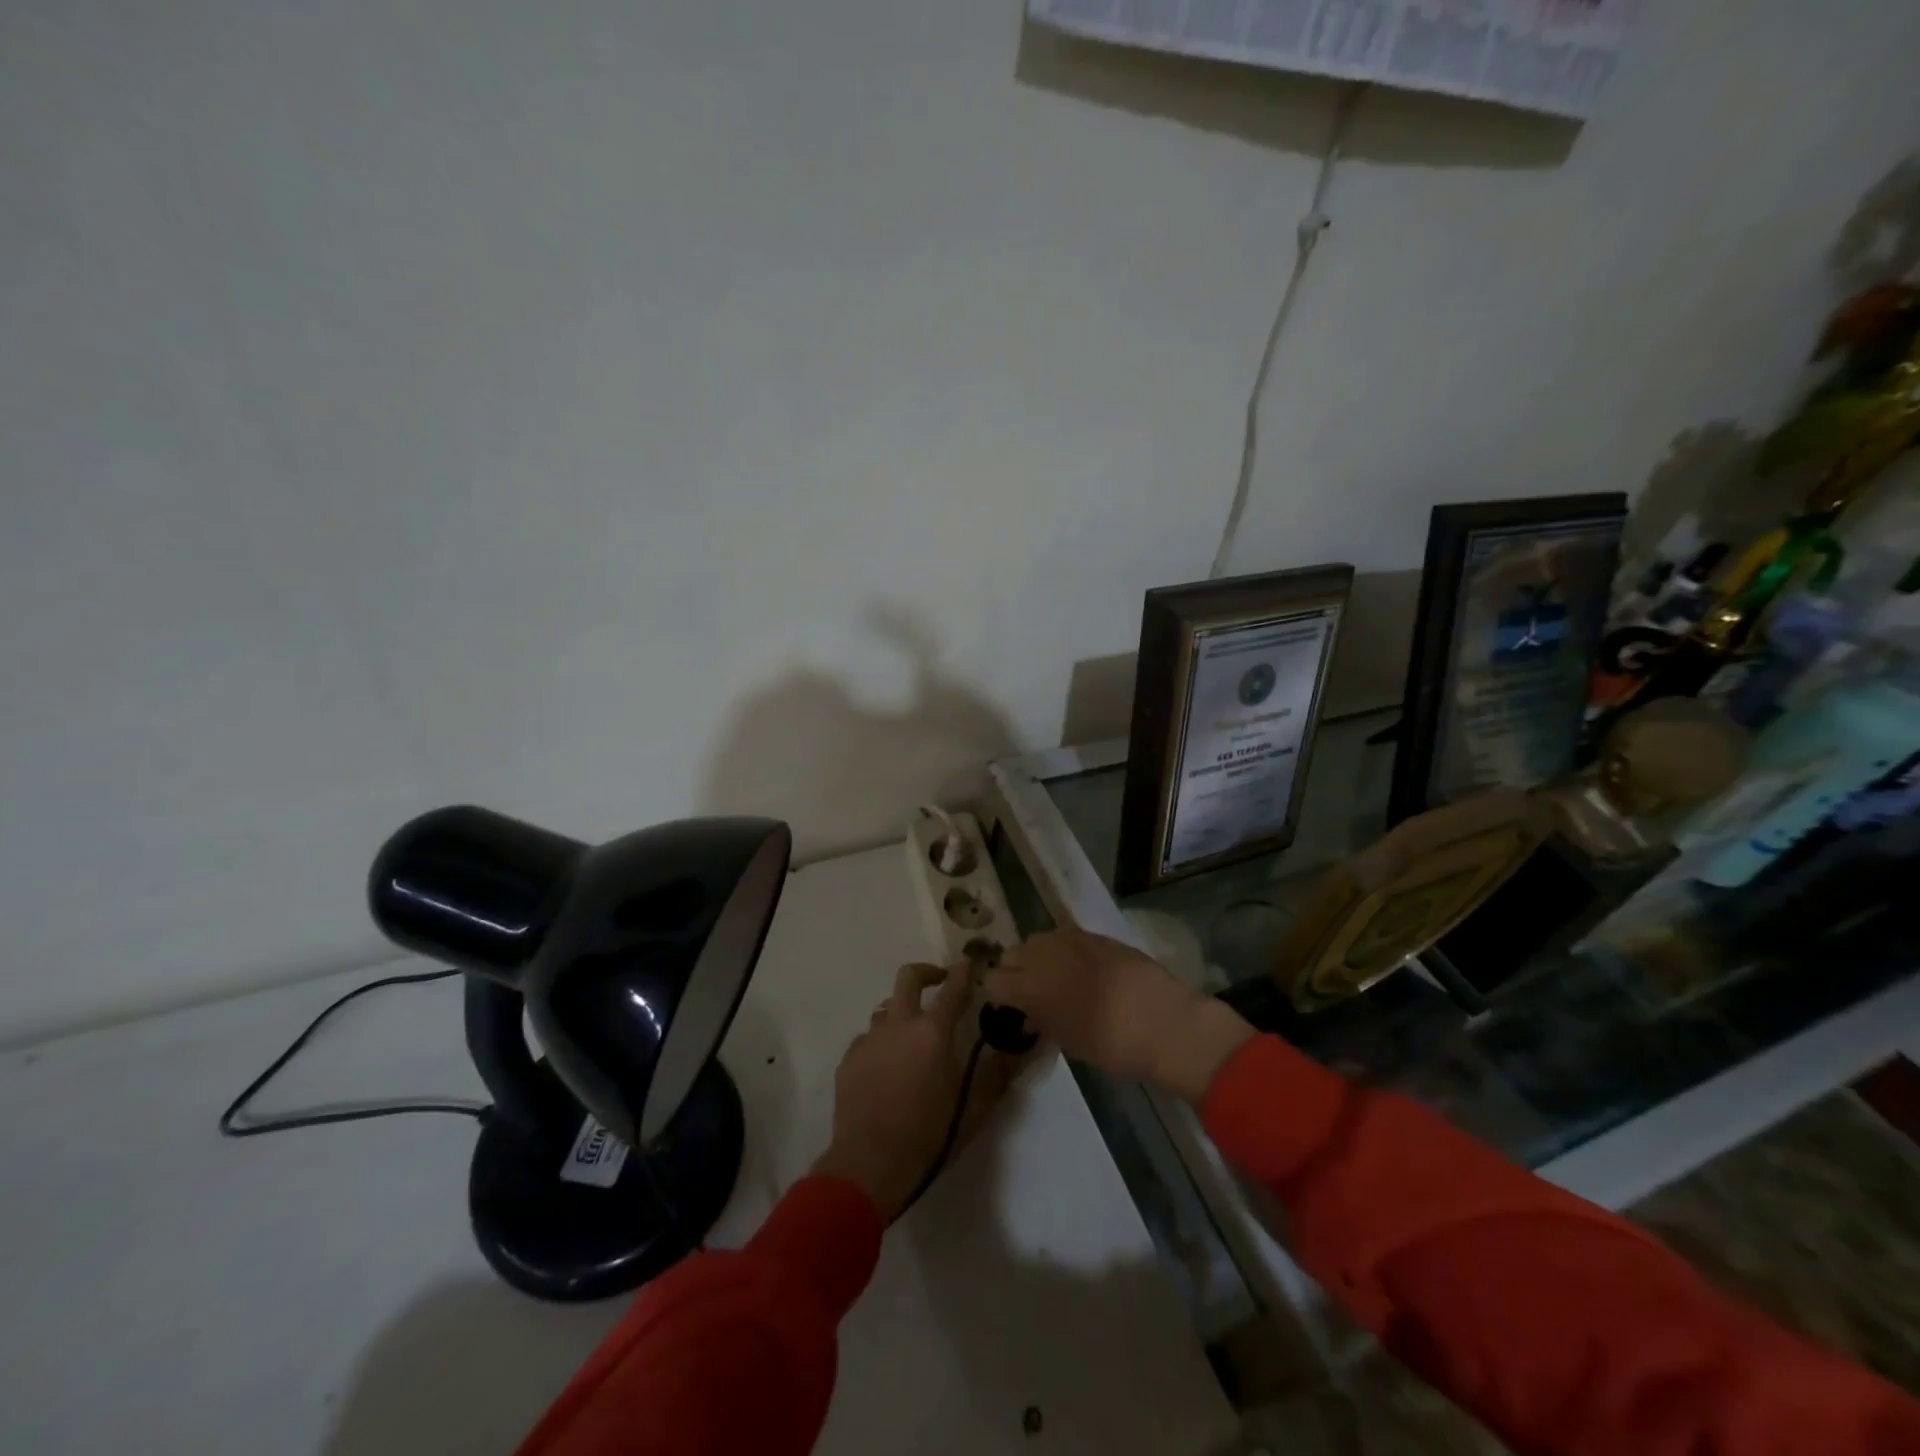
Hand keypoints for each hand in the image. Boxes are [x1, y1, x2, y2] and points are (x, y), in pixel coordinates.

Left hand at [813, 962, 1003, 1219]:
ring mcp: (870, 1039)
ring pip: (886, 1008)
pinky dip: (881, 1042)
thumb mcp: (974, 1108)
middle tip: (939, 982)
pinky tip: (887, 1066)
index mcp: (933, 1032)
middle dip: (926, 972)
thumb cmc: (929, 1135)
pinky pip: (868, 1038)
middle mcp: (899, 1024)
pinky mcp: (849, 1059)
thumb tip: (1024, 1049)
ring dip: (901, 1012)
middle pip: (909, 977)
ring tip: (912, 1035)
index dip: (962, 973)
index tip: (968, 962)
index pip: (953, 990)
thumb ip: (998, 1074)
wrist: (869, 1163)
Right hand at [983, 930, 1253, 1102]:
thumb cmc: (1114, 1046)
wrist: (1165, 1022)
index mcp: (1030, 987)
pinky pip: (1064, 936)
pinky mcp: (1094, 933)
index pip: (992, 981)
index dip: (998, 997)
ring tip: (1058, 978)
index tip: (1011, 1010)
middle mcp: (1043, 955)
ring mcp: (1069, 939)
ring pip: (1037, 940)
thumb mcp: (1069, 1042)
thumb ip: (1042, 1020)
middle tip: (1034, 995)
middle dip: (1015, 973)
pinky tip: (1082, 968)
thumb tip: (1031, 1013)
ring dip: (1039, 957)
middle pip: (1011, 954)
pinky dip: (1064, 950)